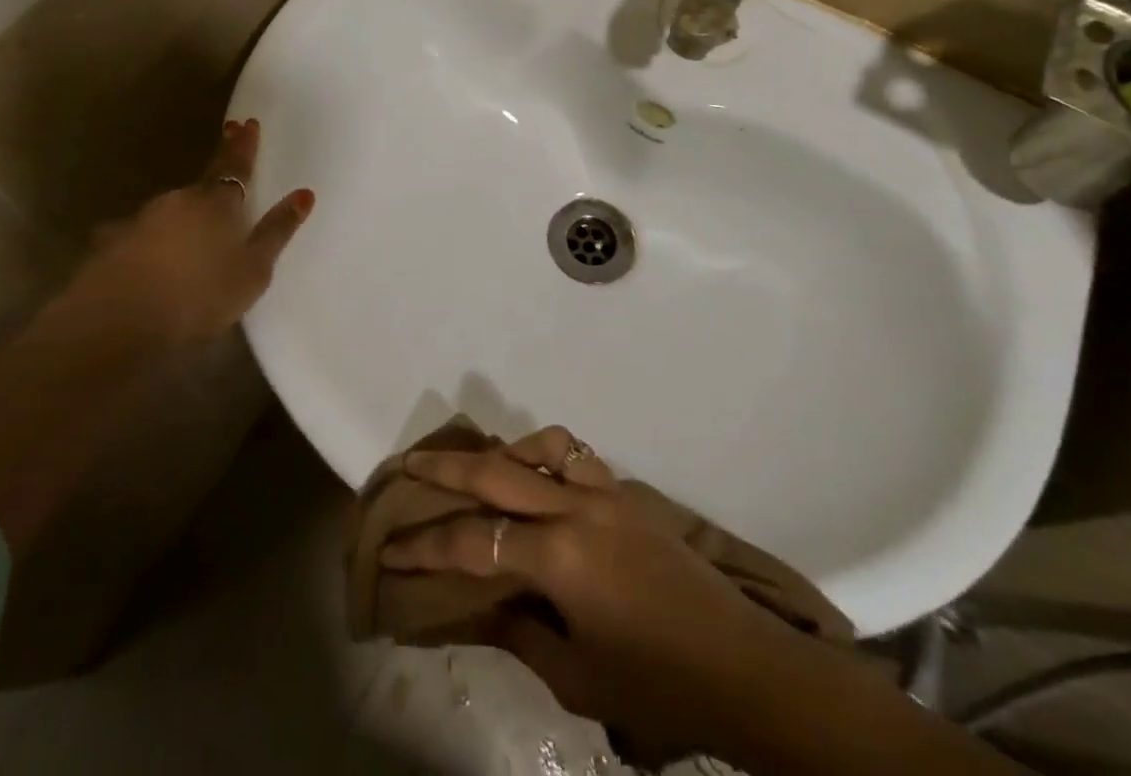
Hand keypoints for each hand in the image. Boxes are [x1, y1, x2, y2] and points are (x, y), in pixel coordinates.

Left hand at [61, 118, 313, 347]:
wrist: (120, 321)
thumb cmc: (201, 295)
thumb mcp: (254, 269)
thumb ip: (277, 231)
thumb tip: (304, 194)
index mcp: (217, 203)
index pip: (235, 165)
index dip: (243, 146)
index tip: (246, 123)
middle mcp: (178, 201)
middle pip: (200, 186)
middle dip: (212, 180)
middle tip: (221, 170)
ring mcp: (139, 220)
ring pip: (167, 211)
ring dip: (179, 217)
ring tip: (185, 236)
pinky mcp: (109, 245)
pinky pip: (134, 236)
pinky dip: (145, 242)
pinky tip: (142, 260)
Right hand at [382, 427, 818, 765]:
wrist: (739, 664)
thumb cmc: (655, 684)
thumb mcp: (576, 677)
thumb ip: (521, 632)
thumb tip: (483, 604)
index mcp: (559, 557)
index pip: (473, 543)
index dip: (426, 547)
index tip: (391, 547)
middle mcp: (575, 508)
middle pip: (497, 472)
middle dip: (445, 468)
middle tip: (408, 461)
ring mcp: (604, 492)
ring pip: (539, 447)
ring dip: (500, 451)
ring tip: (476, 466)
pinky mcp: (626, 492)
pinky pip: (575, 456)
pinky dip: (546, 455)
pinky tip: (537, 475)